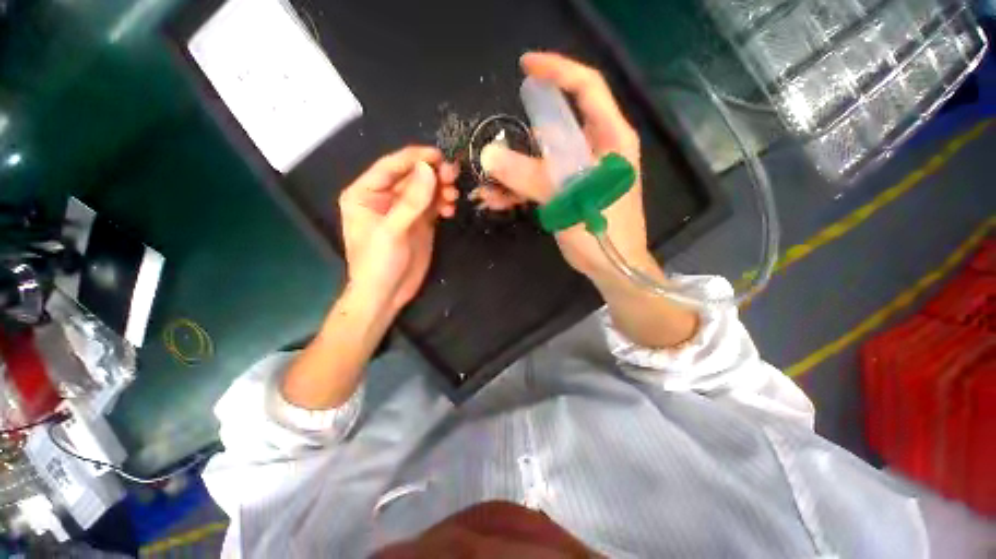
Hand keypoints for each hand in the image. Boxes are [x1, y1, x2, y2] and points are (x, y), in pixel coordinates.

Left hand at [339, 146, 458, 313]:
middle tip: (453, 176)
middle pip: (411, 176)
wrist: (387, 294)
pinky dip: (443, 203)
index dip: (414, 158)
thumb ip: (411, 201)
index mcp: (365, 193)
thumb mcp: (392, 231)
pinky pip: (433, 205)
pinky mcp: (420, 222)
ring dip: (441, 189)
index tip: (439, 155)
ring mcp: (404, 210)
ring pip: (425, 189)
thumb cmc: (378, 263)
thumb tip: (428, 169)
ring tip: (453, 196)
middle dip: (432, 174)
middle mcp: (385, 197)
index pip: (390, 166)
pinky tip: (450, 209)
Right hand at [480, 52, 656, 283]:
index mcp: (610, 138)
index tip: (525, 66)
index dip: (557, 71)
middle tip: (495, 155)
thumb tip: (489, 156)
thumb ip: (530, 176)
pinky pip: (539, 180)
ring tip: (488, 187)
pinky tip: (497, 199)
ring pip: (541, 158)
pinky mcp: (567, 190)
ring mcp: (579, 171)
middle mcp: (595, 149)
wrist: (612, 267)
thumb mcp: (568, 199)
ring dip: (513, 171)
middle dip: (522, 141)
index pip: (586, 89)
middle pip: (555, 128)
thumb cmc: (603, 232)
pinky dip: (518, 188)